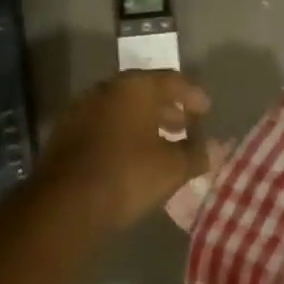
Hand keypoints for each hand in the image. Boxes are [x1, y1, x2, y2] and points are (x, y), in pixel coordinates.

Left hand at [38, 71, 212, 229]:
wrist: (65, 202)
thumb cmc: (126, 175)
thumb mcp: (171, 168)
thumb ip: (197, 154)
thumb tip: (218, 149)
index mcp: (134, 87)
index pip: (171, 81)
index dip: (192, 95)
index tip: (206, 110)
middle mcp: (107, 88)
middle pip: (144, 91)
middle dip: (167, 108)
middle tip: (186, 125)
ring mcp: (83, 108)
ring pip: (122, 108)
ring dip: (144, 121)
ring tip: (162, 142)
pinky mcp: (66, 131)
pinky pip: (103, 123)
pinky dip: (122, 132)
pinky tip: (132, 154)